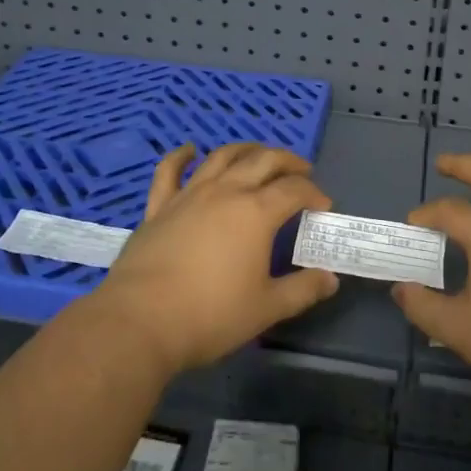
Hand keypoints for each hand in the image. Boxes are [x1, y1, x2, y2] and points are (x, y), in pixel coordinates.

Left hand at [89, 142, 340, 377]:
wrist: (141, 321)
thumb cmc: (211, 315)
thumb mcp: (266, 308)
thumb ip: (302, 290)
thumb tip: (330, 280)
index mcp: (256, 213)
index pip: (294, 190)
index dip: (313, 193)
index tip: (322, 206)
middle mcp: (226, 192)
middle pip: (263, 161)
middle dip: (288, 161)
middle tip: (301, 171)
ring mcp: (189, 195)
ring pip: (222, 157)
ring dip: (246, 150)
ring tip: (258, 155)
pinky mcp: (159, 206)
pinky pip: (169, 171)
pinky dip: (181, 156)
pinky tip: (189, 150)